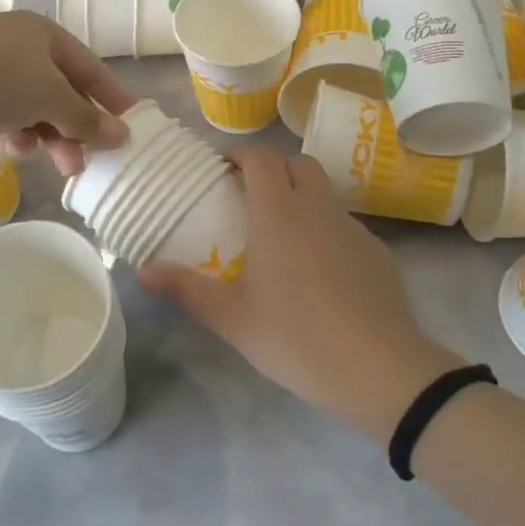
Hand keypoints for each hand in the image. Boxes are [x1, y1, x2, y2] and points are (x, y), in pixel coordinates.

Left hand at [0, 11, 134, 174]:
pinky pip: (3, 112)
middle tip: (87, 161)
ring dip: (48, 136)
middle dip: (76, 128)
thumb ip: (87, 118)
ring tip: (57, 165)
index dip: (112, 97)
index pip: (89, 67)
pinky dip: (14, 131)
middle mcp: (17, 43)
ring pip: (31, 106)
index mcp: (43, 32)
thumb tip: (122, 135)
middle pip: (60, 90)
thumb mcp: (51, 97)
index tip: (132, 125)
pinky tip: (14, 147)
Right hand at [139, 147, 460, 445]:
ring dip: (301, 198)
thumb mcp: (232, 319)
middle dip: (273, 170)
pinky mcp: (378, 252)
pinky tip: (320, 273)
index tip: (222, 170)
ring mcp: (352, 227)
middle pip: (297, 163)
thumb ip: (186, 290)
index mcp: (278, 211)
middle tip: (250, 199)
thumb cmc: (298, 337)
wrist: (383, 371)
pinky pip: (344, 225)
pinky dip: (326, 230)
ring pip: (323, 193)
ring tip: (282, 238)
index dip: (240, 155)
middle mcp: (317, 207)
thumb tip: (141, 271)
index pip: (261, 157)